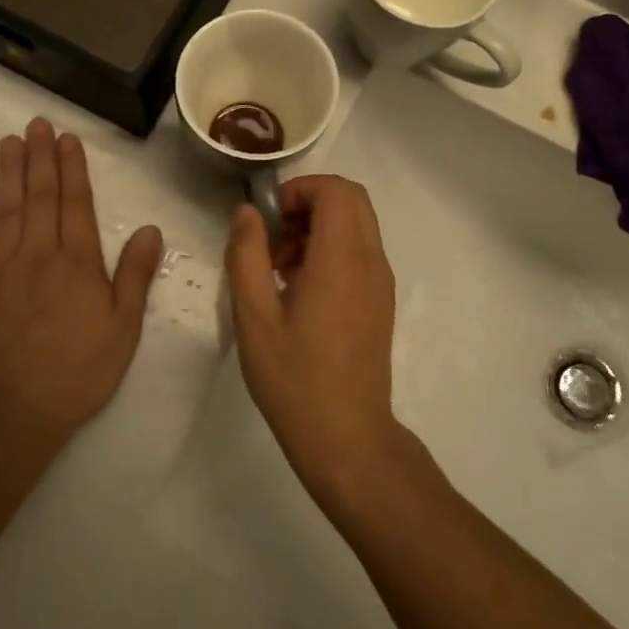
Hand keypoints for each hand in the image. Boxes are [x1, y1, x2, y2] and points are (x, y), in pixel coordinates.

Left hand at [0, 118, 162, 451]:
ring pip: (4, 211)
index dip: (72, 168)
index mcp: (76, 263)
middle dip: (40, 158)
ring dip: (8, 174)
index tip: (67, 138)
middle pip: (39, 197)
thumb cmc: (77, 372)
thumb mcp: (123, 328)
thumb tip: (152, 229)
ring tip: (8, 142)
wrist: (11, 415)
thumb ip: (135, 275)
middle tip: (36, 124)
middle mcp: (36, 255)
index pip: (75, 204)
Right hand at [223, 175, 404, 508]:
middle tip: (274, 238)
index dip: (299, 190)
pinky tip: (299, 290)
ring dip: (319, 227)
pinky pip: (360, 251)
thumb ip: (247, 256)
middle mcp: (370, 260)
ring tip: (280, 268)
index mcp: (342, 259)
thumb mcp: (254, 317)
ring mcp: (381, 281)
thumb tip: (248, 213)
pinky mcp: (380, 300)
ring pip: (357, 224)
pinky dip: (331, 249)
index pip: (336, 189)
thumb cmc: (295, 379)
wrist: (348, 439)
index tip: (269, 220)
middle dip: (309, 203)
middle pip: (351, 199)